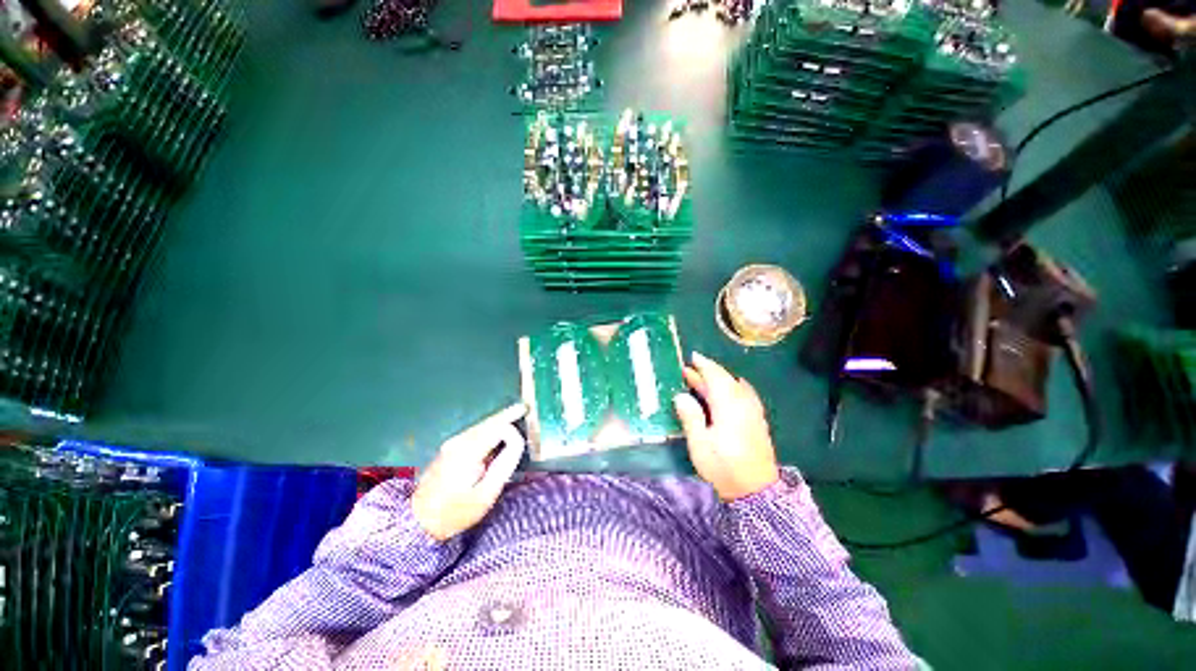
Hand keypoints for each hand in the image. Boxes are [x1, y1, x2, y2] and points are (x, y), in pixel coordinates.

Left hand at [411, 404, 526, 540]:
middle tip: (524, 407)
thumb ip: (505, 464)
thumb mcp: (486, 494)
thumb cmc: (455, 512)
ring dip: (499, 420)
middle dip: (507, 415)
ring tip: (516, 414)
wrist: (418, 521)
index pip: (498, 428)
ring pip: (481, 425)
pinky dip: (490, 427)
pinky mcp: (449, 448)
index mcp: (468, 451)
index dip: (513, 431)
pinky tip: (498, 429)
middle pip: (489, 422)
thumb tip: (516, 440)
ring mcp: (452, 443)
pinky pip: (475, 431)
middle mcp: (459, 441)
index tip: (523, 441)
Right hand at [673, 352, 779, 500]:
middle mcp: (743, 404)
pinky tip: (728, 389)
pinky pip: (744, 393)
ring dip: (718, 379)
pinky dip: (732, 386)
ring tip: (702, 378)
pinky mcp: (757, 419)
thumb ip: (691, 417)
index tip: (692, 357)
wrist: (756, 491)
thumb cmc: (724, 467)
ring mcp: (753, 411)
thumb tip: (681, 396)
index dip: (704, 366)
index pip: (716, 378)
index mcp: (728, 407)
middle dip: (708, 372)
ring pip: (735, 386)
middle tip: (689, 369)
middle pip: (726, 380)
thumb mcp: (700, 445)